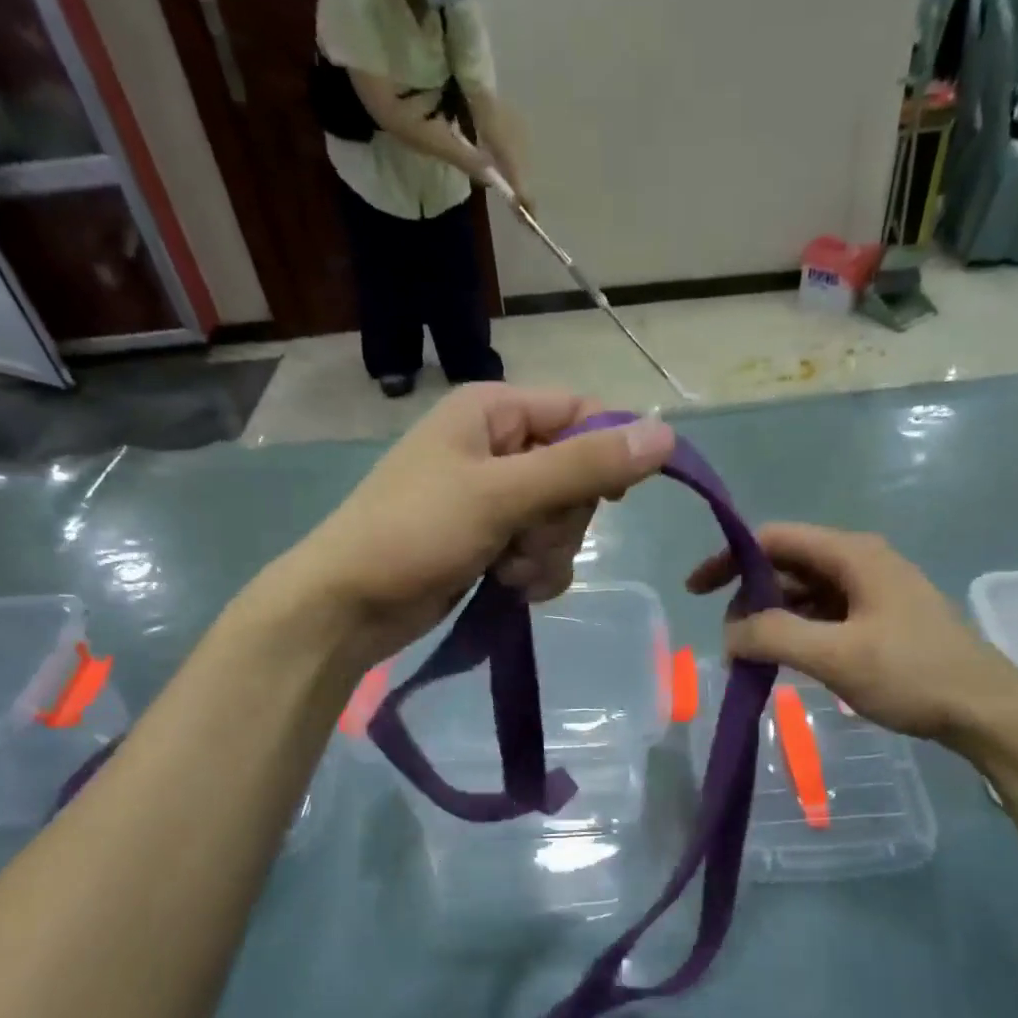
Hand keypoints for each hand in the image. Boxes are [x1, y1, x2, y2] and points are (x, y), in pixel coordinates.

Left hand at [286, 385, 673, 663]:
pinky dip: (533, 574)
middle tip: (524, 541)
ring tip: (506, 570)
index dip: (607, 453)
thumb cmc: (415, 532)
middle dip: (562, 521)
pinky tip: (506, 587)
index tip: (614, 498)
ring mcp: (496, 499)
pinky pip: (543, 552)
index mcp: (495, 412)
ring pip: (564, 522)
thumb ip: (583, 466)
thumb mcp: (502, 494)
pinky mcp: (493, 542)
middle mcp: (499, 447)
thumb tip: (666, 436)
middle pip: (578, 475)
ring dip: (546, 555)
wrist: (350, 605)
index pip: (582, 414)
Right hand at [686, 523, 1017, 745]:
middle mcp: (860, 562)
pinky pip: (823, 615)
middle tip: (729, 641)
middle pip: (787, 565)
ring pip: (803, 593)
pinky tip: (783, 660)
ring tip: (749, 656)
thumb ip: (775, 637)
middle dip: (749, 597)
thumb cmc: (913, 675)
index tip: (696, 592)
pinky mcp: (878, 619)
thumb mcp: (837, 655)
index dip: (729, 559)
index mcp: (852, 554)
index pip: (774, 539)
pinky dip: (796, 632)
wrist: (985, 710)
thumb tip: (729, 633)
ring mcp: (871, 591)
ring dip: (771, 619)